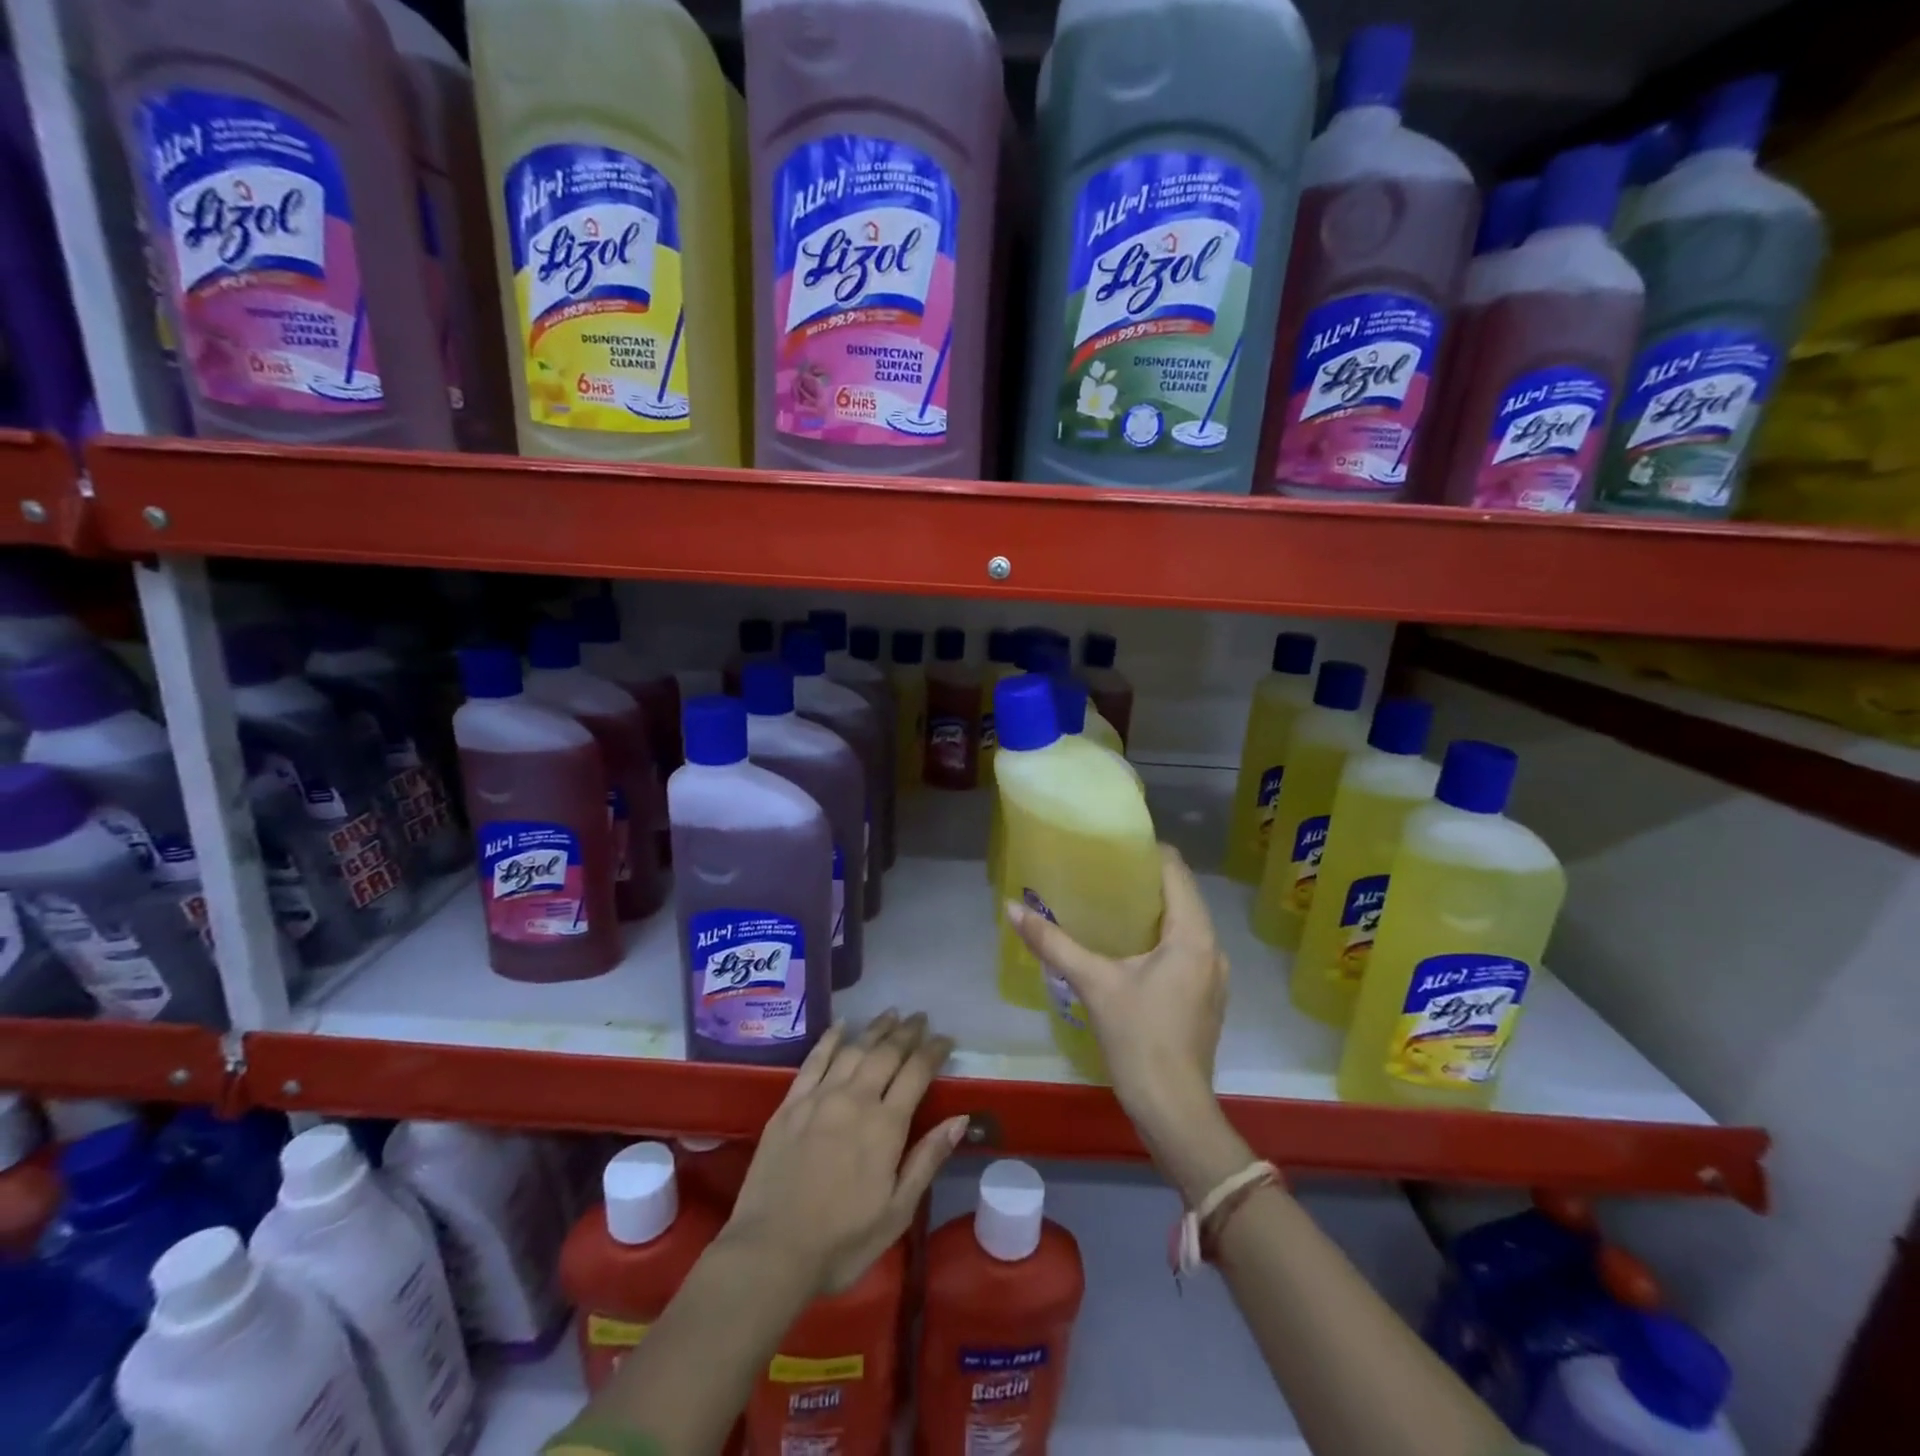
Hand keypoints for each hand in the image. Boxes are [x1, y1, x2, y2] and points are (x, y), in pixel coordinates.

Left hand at [722, 1012, 968, 1295]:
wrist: (770, 1252)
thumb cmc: (841, 1242)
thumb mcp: (897, 1212)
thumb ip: (927, 1159)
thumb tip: (961, 1119)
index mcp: (885, 1126)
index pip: (917, 1073)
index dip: (934, 1051)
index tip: (946, 1038)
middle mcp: (855, 1099)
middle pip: (886, 1053)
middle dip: (907, 1032)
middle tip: (920, 1017)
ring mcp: (819, 1098)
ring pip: (853, 1049)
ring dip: (875, 1029)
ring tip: (890, 1014)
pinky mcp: (790, 1104)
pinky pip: (814, 1060)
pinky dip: (830, 1039)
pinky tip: (841, 1025)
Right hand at [1005, 845, 1250, 1202]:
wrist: (1174, 1110)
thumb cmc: (1139, 1039)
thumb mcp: (1093, 984)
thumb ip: (1053, 943)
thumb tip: (1012, 909)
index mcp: (1193, 935)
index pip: (1176, 871)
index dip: (1147, 851)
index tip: (1112, 843)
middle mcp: (1212, 948)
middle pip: (1181, 895)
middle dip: (1144, 880)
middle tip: (1101, 870)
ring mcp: (1213, 975)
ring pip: (1184, 924)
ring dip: (1151, 910)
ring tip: (1109, 902)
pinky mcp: (1205, 997)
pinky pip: (1185, 949)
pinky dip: (1159, 937)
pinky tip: (1127, 946)